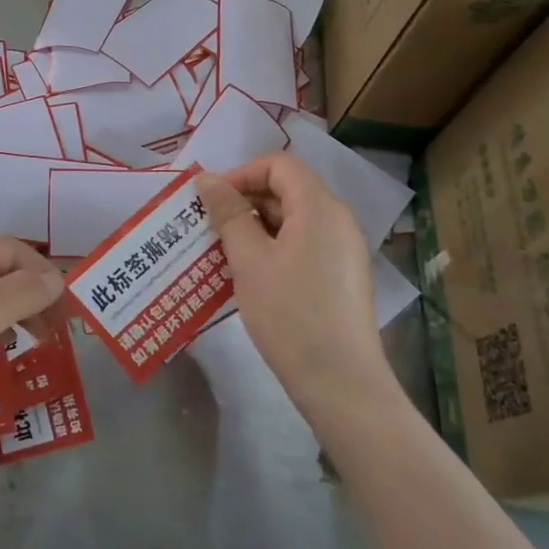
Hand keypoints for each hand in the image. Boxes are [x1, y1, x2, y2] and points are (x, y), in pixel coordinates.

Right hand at [198, 154, 389, 396]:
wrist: (341, 383)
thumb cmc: (290, 314)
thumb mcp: (249, 261)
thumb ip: (227, 214)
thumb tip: (205, 179)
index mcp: (319, 207)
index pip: (278, 165)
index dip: (240, 174)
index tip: (209, 201)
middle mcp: (337, 220)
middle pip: (286, 190)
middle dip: (243, 202)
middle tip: (207, 228)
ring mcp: (342, 249)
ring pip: (291, 220)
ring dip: (253, 228)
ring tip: (220, 254)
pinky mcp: (340, 276)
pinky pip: (302, 244)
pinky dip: (272, 248)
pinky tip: (248, 275)